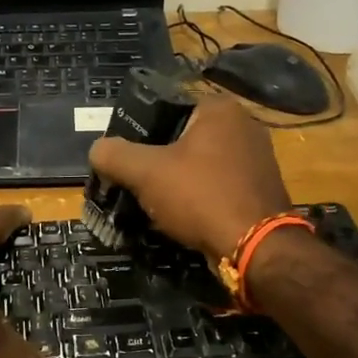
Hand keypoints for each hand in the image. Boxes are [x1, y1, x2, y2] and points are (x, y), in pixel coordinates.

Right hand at [88, 95, 292, 261]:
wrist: (256, 248)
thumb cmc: (201, 196)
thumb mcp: (146, 172)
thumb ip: (114, 155)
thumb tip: (97, 150)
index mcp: (219, 108)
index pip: (165, 108)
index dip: (138, 133)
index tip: (123, 159)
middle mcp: (244, 125)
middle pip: (182, 138)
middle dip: (157, 161)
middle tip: (134, 183)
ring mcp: (257, 158)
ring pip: (200, 164)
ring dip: (177, 182)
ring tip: (154, 204)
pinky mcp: (260, 188)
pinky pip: (218, 185)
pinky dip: (199, 198)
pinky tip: (183, 217)